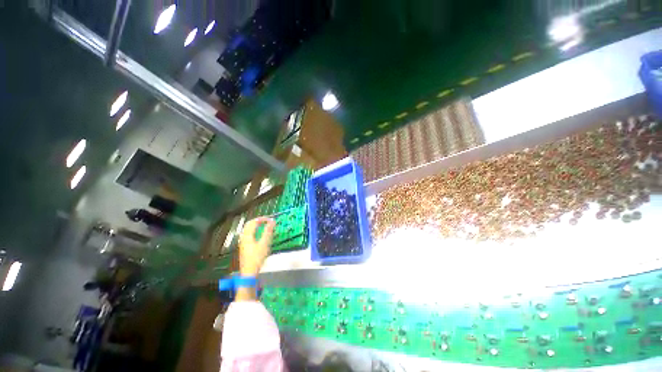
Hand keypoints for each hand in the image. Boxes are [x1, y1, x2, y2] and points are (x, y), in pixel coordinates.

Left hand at [238, 217, 274, 275]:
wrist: (249, 273)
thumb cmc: (257, 258)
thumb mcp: (264, 244)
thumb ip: (268, 231)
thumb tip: (272, 221)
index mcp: (247, 235)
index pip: (253, 222)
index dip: (262, 219)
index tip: (271, 219)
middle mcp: (243, 237)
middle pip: (249, 225)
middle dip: (258, 221)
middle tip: (267, 221)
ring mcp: (242, 243)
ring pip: (247, 230)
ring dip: (255, 226)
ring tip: (264, 226)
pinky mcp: (244, 247)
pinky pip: (248, 234)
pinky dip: (254, 231)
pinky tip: (259, 235)